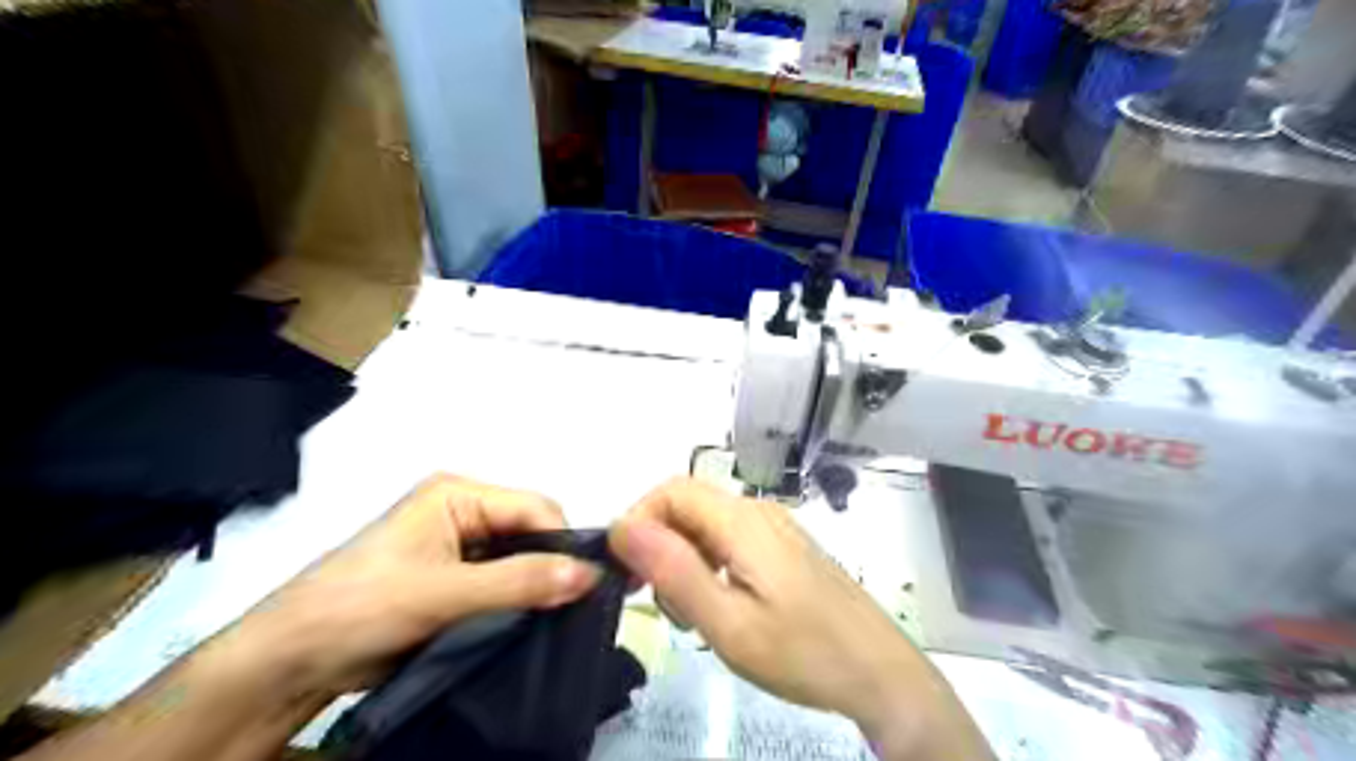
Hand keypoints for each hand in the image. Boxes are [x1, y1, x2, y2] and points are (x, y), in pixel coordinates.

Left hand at [231, 476, 598, 695]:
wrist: (289, 663)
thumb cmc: (360, 608)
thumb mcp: (444, 594)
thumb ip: (519, 582)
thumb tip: (590, 575)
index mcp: (459, 493)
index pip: (534, 508)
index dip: (563, 543)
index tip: (588, 587)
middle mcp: (463, 511)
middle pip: (530, 531)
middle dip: (552, 566)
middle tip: (577, 607)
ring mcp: (458, 546)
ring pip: (520, 559)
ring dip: (536, 586)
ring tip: (561, 618)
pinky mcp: (453, 578)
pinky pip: (503, 582)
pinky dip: (519, 601)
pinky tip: (533, 623)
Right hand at [609, 478, 992, 756]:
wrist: (880, 672)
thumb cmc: (803, 652)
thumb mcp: (728, 624)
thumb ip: (674, 571)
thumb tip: (623, 526)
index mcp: (742, 521)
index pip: (671, 490)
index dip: (639, 520)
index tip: (627, 570)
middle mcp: (758, 511)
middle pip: (689, 505)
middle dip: (659, 544)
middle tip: (657, 600)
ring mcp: (776, 528)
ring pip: (708, 524)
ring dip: (683, 559)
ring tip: (689, 613)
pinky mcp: (785, 547)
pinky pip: (731, 540)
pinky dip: (708, 565)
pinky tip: (719, 606)